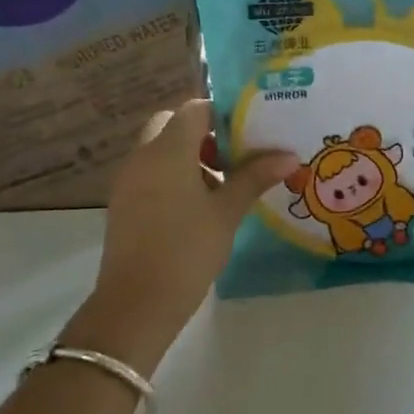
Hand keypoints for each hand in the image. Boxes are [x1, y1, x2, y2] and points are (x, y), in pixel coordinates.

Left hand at [63, 100, 295, 371]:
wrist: (137, 304)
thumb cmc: (187, 250)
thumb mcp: (227, 211)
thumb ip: (255, 177)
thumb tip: (289, 156)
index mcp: (168, 151)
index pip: (195, 110)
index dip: (223, 113)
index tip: (251, 131)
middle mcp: (143, 157)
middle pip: (173, 125)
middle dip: (204, 134)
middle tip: (234, 156)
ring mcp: (129, 181)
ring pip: (161, 150)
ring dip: (190, 157)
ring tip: (224, 185)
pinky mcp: (124, 204)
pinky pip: (151, 174)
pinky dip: (175, 176)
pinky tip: (201, 207)